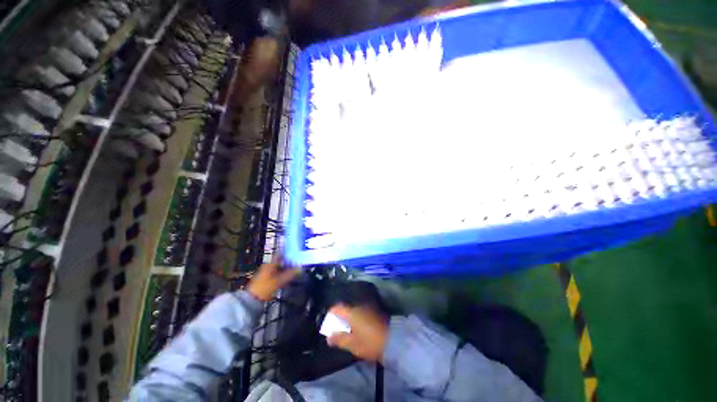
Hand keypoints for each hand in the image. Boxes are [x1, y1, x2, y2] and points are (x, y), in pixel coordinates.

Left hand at [247, 258, 299, 301]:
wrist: (252, 299)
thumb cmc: (265, 287)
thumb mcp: (279, 281)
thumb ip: (290, 274)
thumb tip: (300, 268)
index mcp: (270, 264)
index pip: (280, 254)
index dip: (288, 253)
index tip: (296, 254)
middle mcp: (268, 266)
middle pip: (281, 261)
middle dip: (289, 262)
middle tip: (298, 263)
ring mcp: (266, 272)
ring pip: (279, 267)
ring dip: (286, 268)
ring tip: (295, 270)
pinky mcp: (266, 279)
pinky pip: (277, 273)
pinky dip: (283, 273)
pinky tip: (288, 277)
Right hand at [327, 304, 388, 362]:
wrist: (392, 340)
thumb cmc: (369, 342)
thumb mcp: (352, 344)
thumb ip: (339, 339)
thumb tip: (328, 337)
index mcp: (351, 312)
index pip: (337, 307)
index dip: (331, 313)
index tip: (328, 321)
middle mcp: (358, 307)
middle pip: (345, 309)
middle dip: (339, 317)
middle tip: (336, 328)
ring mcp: (367, 308)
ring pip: (353, 311)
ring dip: (348, 318)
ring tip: (346, 330)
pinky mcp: (374, 312)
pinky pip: (360, 313)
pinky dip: (356, 319)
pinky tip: (357, 328)